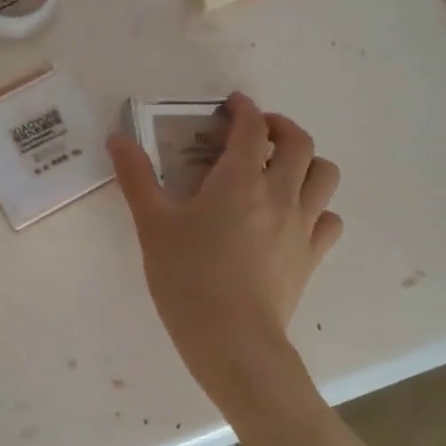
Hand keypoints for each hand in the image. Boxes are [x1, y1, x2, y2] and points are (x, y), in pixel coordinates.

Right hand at [107, 94, 342, 395]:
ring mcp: (302, 225)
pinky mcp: (312, 256)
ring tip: (282, 170)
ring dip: (307, 162)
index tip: (232, 105)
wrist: (232, 340)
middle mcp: (280, 193)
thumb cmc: (187, 279)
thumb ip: (136, 178)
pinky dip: (317, 207)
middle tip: (259, 133)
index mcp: (240, 180)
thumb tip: (116, 138)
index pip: (253, 127)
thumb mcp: (153, 226)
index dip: (244, 108)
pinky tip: (294, 217)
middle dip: (281, 126)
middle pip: (300, 143)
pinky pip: (329, 219)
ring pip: (325, 175)